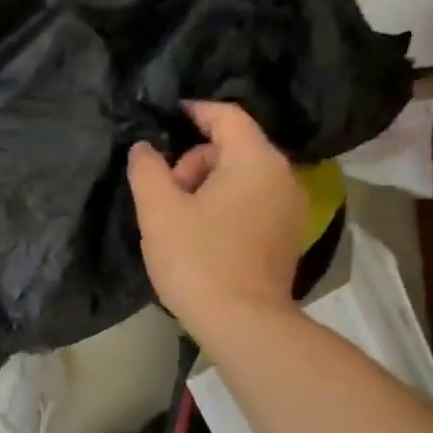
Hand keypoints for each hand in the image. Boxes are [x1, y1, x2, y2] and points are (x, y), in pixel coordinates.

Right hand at [127, 101, 306, 340]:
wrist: (242, 322)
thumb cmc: (197, 258)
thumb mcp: (158, 211)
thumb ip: (147, 170)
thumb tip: (143, 148)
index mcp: (255, 160)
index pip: (227, 116)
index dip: (194, 111)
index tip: (167, 114)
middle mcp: (282, 177)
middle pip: (232, 149)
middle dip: (193, 163)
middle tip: (165, 195)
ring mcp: (289, 209)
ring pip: (242, 179)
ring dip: (207, 188)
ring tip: (179, 220)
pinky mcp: (287, 238)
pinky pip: (252, 204)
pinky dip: (226, 207)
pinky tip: (202, 236)